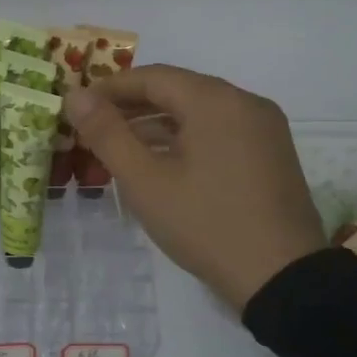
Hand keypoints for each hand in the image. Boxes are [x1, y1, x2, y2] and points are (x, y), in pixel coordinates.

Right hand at [65, 65, 326, 312]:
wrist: (282, 279)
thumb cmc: (205, 224)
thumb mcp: (145, 181)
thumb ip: (106, 133)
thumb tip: (74, 96)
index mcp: (215, 100)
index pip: (152, 77)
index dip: (109, 88)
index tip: (78, 108)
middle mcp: (244, 102)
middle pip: (177, 90)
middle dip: (132, 106)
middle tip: (92, 129)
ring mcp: (263, 128)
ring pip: (198, 112)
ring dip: (157, 123)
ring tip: (119, 147)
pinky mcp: (271, 154)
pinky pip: (219, 131)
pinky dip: (185, 138)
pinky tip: (161, 162)